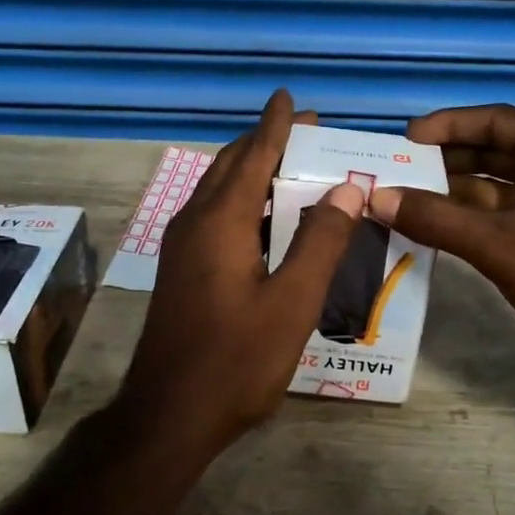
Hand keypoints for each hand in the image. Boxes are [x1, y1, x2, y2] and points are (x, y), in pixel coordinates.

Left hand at [117, 92, 365, 450]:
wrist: (168, 416)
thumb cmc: (235, 360)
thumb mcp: (292, 303)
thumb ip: (320, 243)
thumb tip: (346, 190)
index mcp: (221, 222)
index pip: (253, 156)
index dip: (276, 126)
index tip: (290, 98)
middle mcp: (195, 223)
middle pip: (231, 166)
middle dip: (266, 143)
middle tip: (307, 132)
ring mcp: (183, 247)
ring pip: (220, 191)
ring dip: (253, 171)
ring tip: (293, 165)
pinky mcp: (182, 270)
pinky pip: (215, 215)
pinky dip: (244, 201)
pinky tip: (268, 219)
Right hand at [368, 104, 514, 395]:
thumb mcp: (501, 244)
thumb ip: (438, 219)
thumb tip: (378, 198)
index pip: (493, 120)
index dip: (446, 125)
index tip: (403, 141)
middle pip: (494, 152)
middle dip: (445, 162)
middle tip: (396, 175)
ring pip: (498, 189)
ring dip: (455, 195)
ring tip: (404, 204)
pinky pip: (507, 219)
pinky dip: (473, 223)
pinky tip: (437, 235)